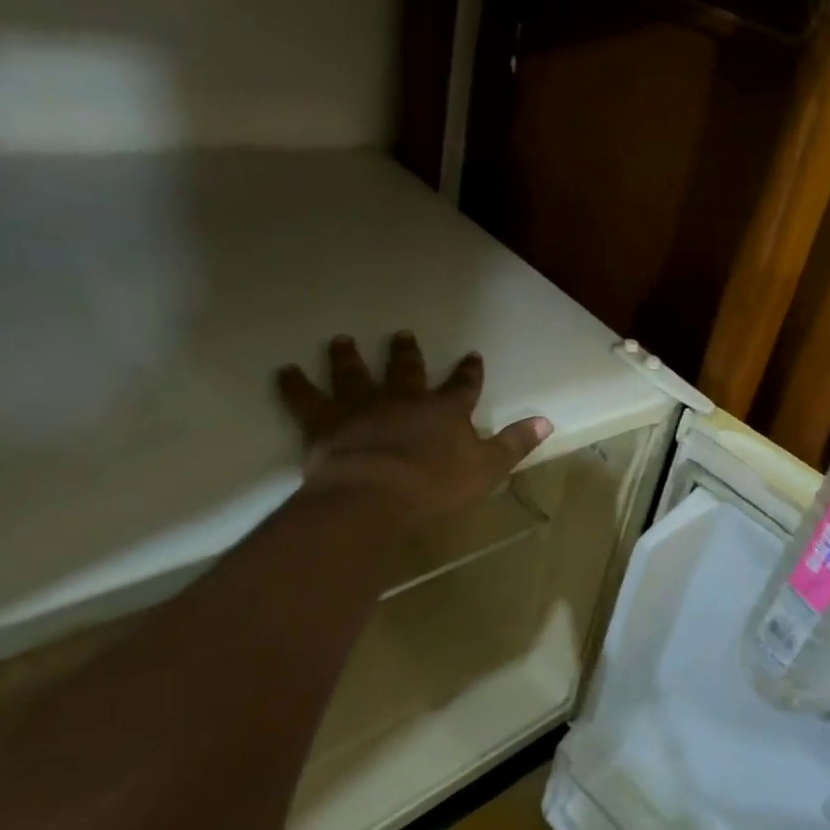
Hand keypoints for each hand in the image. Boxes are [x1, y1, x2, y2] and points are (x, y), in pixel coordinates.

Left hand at [276, 333, 550, 524]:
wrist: (375, 495)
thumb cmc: (435, 485)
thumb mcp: (487, 468)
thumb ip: (514, 444)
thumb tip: (546, 421)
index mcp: (444, 411)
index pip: (462, 385)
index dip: (468, 372)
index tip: (471, 356)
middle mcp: (404, 399)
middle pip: (406, 370)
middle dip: (407, 353)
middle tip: (403, 334)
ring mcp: (362, 407)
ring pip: (355, 375)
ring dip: (349, 357)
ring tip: (342, 340)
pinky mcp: (326, 423)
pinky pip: (305, 399)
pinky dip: (294, 385)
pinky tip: (283, 370)